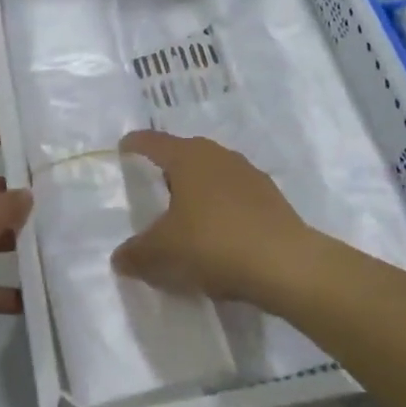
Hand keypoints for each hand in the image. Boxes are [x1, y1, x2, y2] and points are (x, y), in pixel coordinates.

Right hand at [111, 130, 332, 306]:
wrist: (285, 264)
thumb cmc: (213, 244)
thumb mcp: (163, 254)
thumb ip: (136, 254)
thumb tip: (119, 258)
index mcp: (188, 157)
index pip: (154, 142)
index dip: (135, 144)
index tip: (124, 147)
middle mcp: (218, 156)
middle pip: (185, 154)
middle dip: (169, 167)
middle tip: (153, 186)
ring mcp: (248, 174)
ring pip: (213, 173)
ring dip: (198, 188)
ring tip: (186, 212)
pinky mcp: (271, 197)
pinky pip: (235, 195)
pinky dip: (222, 206)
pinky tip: (219, 232)